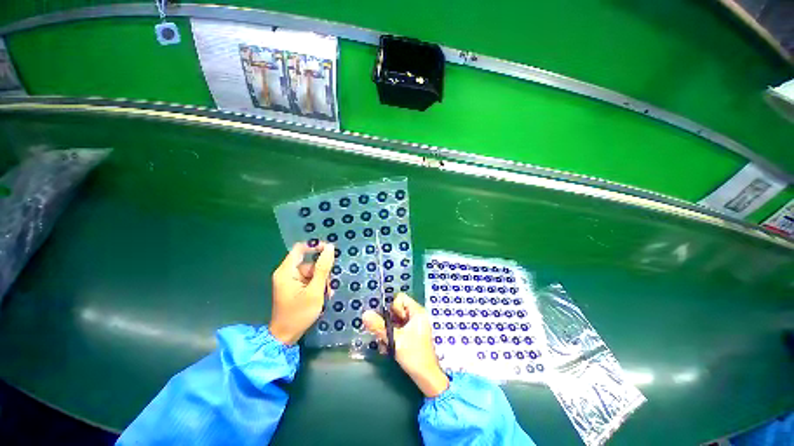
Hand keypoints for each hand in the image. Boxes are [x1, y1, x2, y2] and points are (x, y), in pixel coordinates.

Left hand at [269, 242, 333, 345]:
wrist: (286, 336)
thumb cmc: (299, 314)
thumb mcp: (315, 290)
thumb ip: (323, 268)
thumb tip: (330, 248)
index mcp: (286, 271)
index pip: (300, 249)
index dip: (315, 246)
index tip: (330, 250)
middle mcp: (287, 273)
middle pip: (309, 263)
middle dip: (322, 271)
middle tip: (331, 283)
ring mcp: (291, 281)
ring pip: (312, 272)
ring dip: (322, 281)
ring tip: (328, 293)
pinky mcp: (295, 288)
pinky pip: (310, 280)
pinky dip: (318, 286)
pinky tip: (324, 295)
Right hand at [363, 293, 449, 397]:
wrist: (426, 377)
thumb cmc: (413, 355)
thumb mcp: (394, 339)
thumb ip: (379, 326)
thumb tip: (365, 314)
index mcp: (417, 312)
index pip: (400, 298)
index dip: (393, 307)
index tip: (391, 321)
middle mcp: (416, 315)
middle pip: (396, 310)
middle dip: (387, 321)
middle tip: (383, 333)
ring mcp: (414, 325)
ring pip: (395, 321)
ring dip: (388, 330)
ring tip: (385, 343)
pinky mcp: (411, 335)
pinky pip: (398, 329)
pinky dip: (392, 336)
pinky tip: (387, 347)